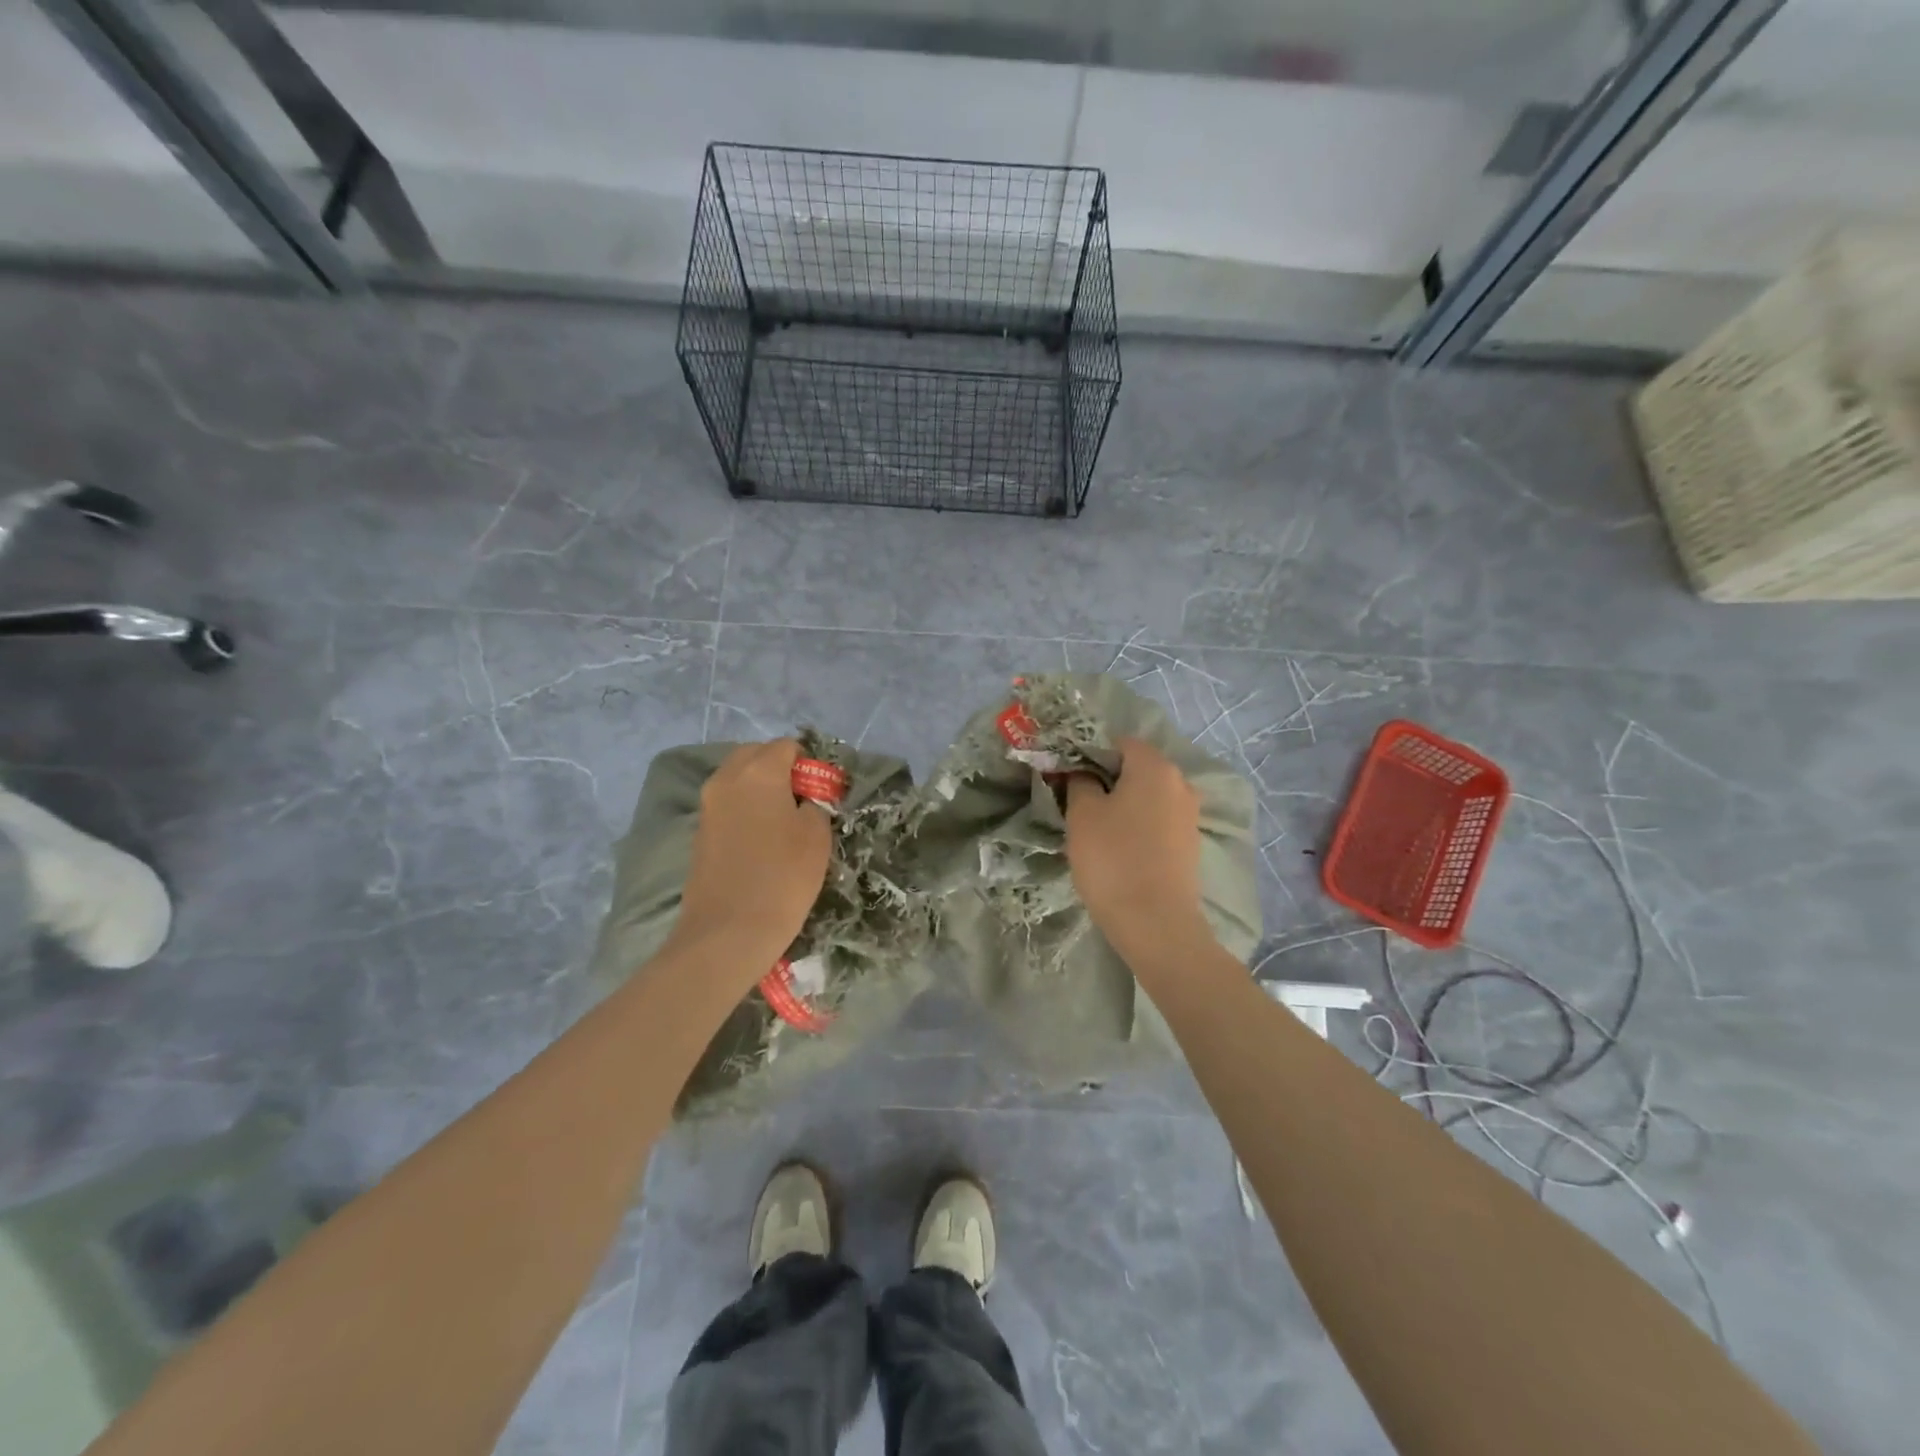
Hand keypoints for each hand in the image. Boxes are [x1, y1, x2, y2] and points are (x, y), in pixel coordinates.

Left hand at [667, 740, 830, 977]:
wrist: (728, 932)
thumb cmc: (782, 878)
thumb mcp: (817, 837)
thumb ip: (815, 805)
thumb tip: (806, 800)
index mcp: (759, 771)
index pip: (787, 746)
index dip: (809, 764)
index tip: (822, 793)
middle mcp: (727, 779)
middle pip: (756, 755)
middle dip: (780, 769)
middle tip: (802, 802)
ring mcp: (708, 805)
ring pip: (738, 779)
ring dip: (760, 789)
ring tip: (783, 822)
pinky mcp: (699, 831)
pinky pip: (727, 804)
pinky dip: (744, 809)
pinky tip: (761, 840)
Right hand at [1064, 737, 1210, 970]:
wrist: (1156, 923)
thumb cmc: (1113, 859)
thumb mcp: (1082, 814)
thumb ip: (1079, 782)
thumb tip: (1081, 772)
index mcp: (1154, 766)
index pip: (1117, 742)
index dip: (1088, 753)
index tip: (1066, 775)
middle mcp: (1179, 782)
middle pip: (1135, 768)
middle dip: (1106, 779)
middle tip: (1076, 801)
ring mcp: (1189, 813)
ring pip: (1147, 795)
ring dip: (1122, 803)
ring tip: (1095, 828)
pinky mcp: (1189, 843)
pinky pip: (1157, 820)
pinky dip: (1138, 824)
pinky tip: (1119, 847)